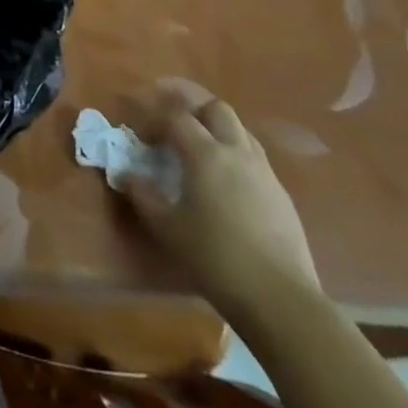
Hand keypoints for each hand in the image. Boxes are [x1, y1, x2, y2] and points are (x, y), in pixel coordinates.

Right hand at [121, 91, 320, 323]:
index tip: (140, 134)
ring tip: (199, 147)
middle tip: (172, 123)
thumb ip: (142, 195)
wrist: (281, 299)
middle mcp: (237, 152)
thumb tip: (126, 173)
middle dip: (191, 107)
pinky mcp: (281, 194)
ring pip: (240, 129)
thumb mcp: (167, 228)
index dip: (154, 118)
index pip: (176, 117)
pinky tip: (226, 179)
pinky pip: (254, 156)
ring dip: (216, 128)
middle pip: (215, 109)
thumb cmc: (215, 259)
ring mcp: (264, 172)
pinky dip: (234, 153)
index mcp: (206, 154)